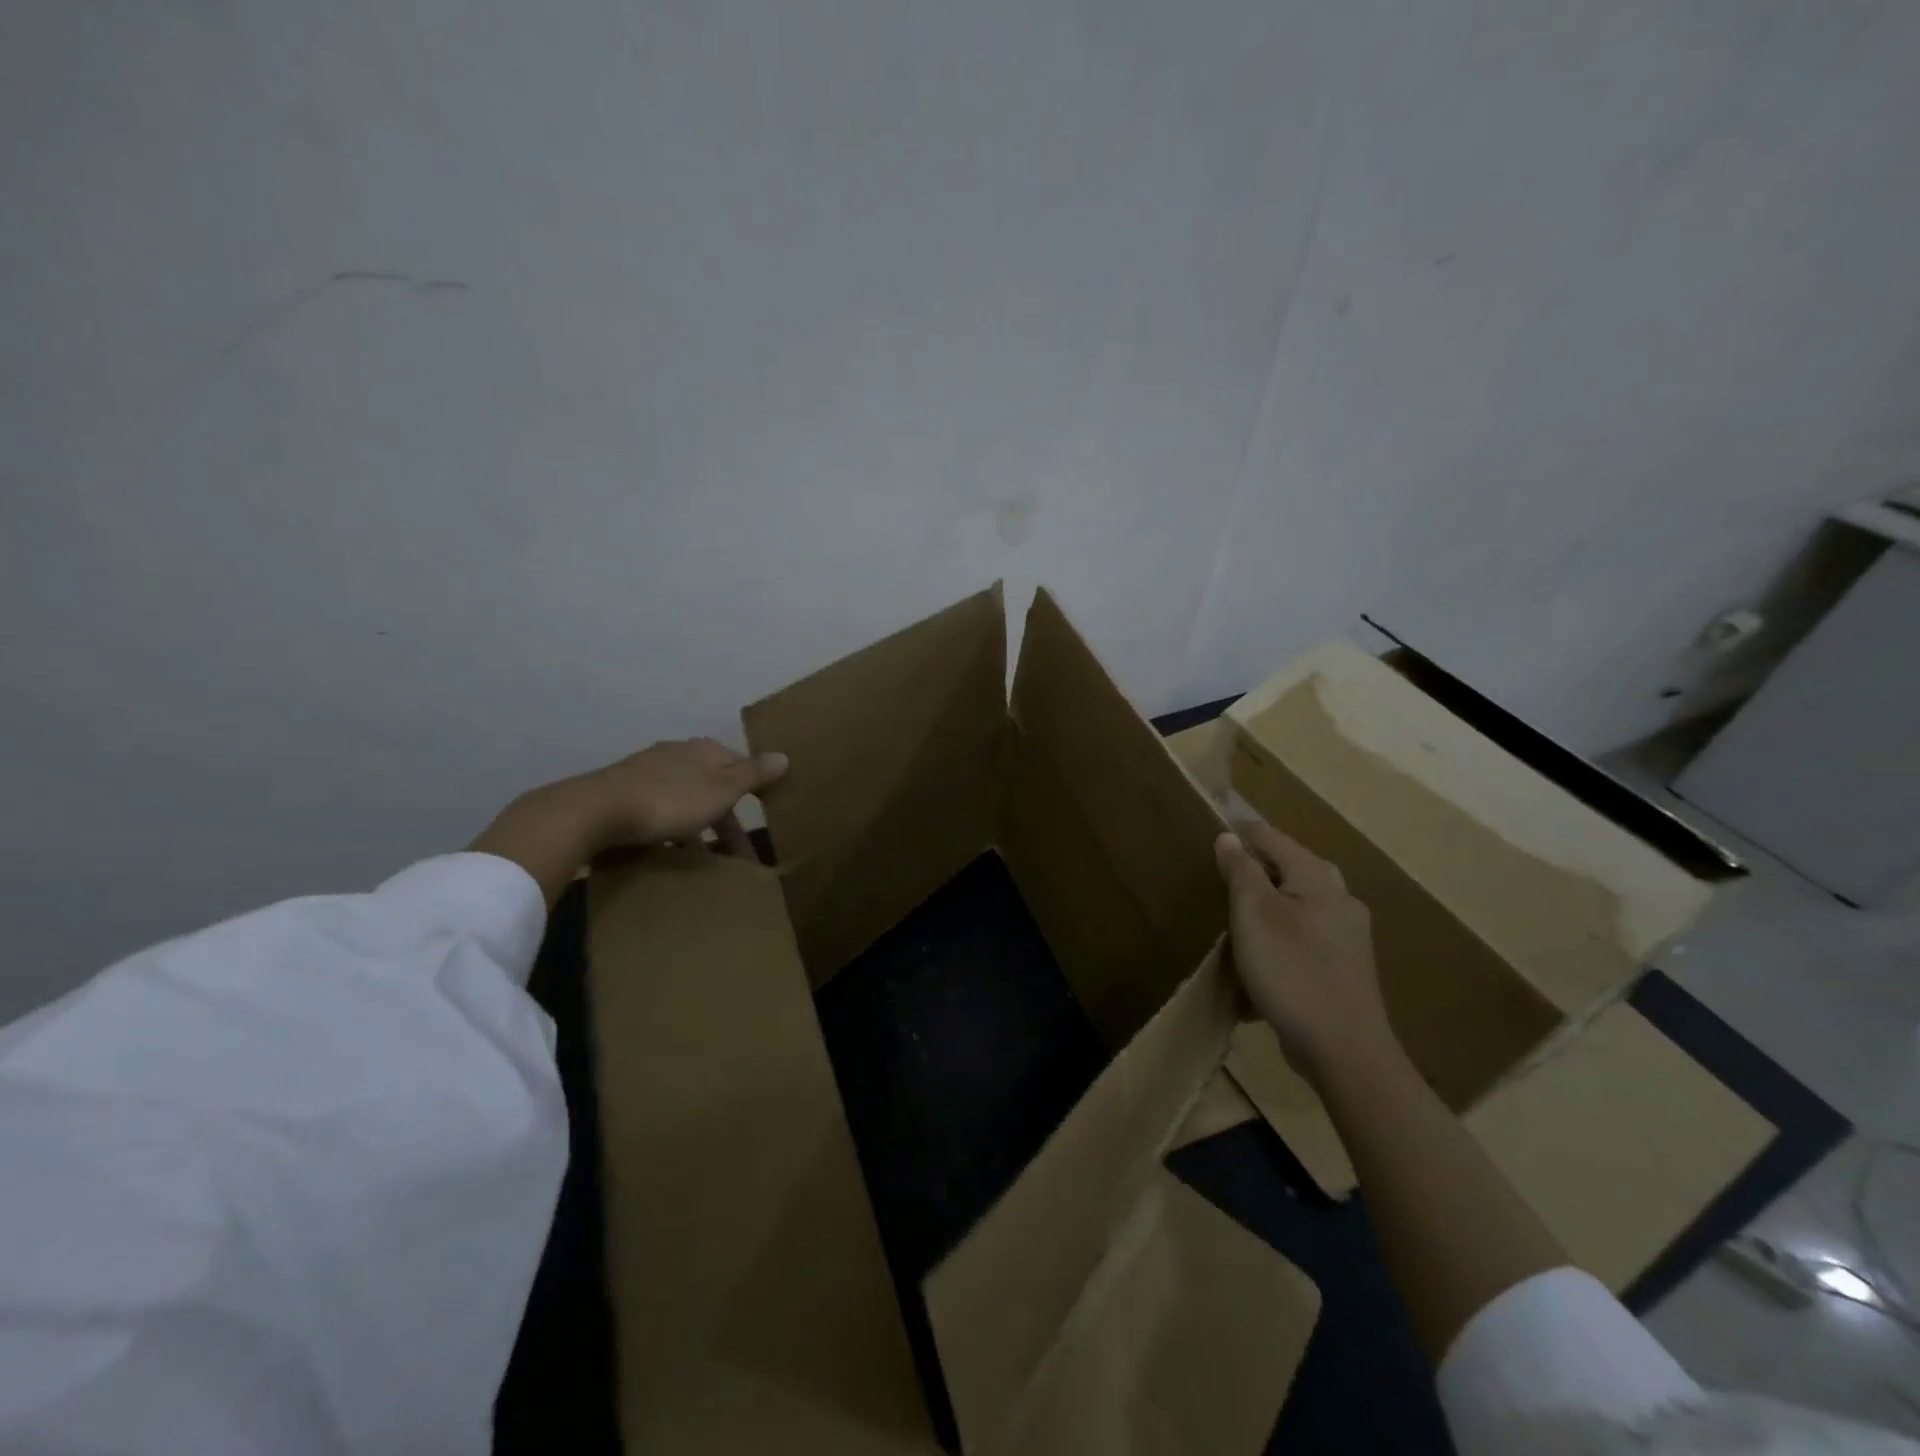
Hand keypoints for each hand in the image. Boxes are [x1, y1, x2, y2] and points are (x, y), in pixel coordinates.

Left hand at [470, 738, 787, 905]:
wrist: (595, 811)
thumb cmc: (670, 800)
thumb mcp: (722, 789)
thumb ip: (753, 774)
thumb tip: (784, 755)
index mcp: (704, 751)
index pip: (740, 765)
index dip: (755, 790)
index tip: (765, 818)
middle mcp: (677, 755)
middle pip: (713, 786)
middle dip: (727, 819)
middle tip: (739, 856)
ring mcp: (646, 773)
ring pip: (685, 801)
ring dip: (699, 828)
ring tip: (705, 863)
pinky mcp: (621, 795)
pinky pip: (658, 813)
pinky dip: (671, 833)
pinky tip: (668, 854)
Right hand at [1214, 820, 1397, 1084]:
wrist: (1343, 1049)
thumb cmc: (1291, 970)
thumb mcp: (1253, 914)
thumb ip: (1241, 871)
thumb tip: (1229, 837)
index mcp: (1317, 877)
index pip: (1271, 836)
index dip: (1239, 833)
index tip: (1209, 837)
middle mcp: (1339, 898)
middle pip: (1288, 871)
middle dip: (1254, 872)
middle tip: (1218, 881)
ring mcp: (1347, 936)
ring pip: (1296, 907)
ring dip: (1265, 909)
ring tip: (1234, 923)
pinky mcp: (1345, 969)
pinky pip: (1304, 941)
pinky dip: (1279, 941)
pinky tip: (1260, 964)